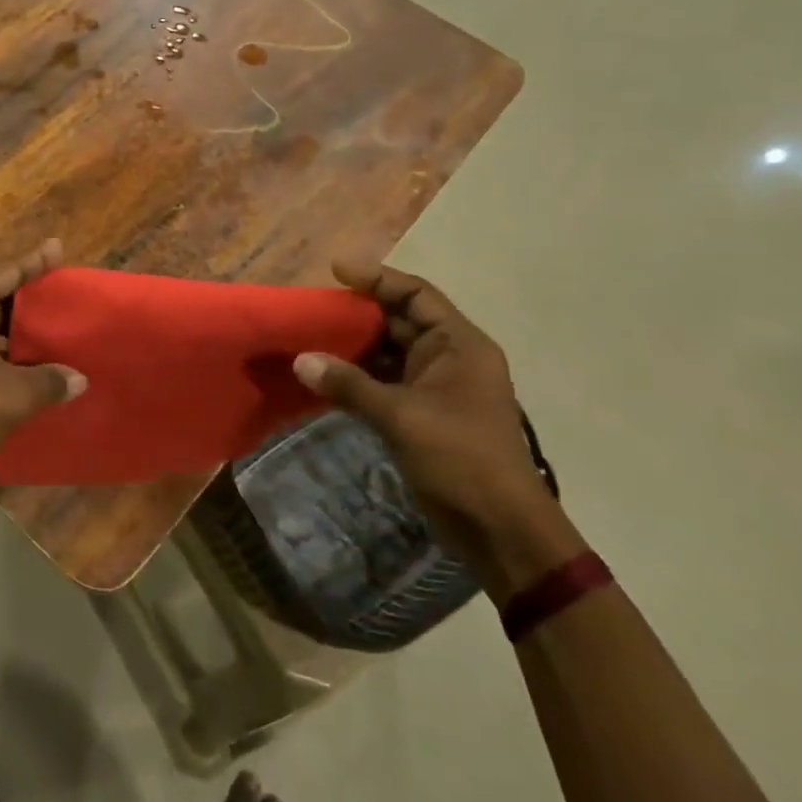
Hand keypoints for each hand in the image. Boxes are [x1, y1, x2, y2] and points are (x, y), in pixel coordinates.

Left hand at [0, 239, 86, 503]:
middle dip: (24, 297)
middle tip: (61, 294)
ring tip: (50, 329)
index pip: (2, 271)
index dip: (33, 263)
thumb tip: (80, 379)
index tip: (57, 248)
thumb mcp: (12, 395)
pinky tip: (22, 363)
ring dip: (10, 329)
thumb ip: (50, 380)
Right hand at [293, 260, 573, 592]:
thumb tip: (301, 360)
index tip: (336, 270)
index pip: (416, 295)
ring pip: (389, 353)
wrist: (500, 530)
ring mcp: (437, 388)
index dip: (378, 277)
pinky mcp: (423, 415)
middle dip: (358, 313)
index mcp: (459, 345)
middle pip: (399, 320)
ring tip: (310, 338)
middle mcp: (449, 359)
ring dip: (353, 347)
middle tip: (313, 308)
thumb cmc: (461, 458)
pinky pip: (384, 383)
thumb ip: (349, 385)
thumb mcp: (401, 416)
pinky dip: (357, 378)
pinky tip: (324, 377)